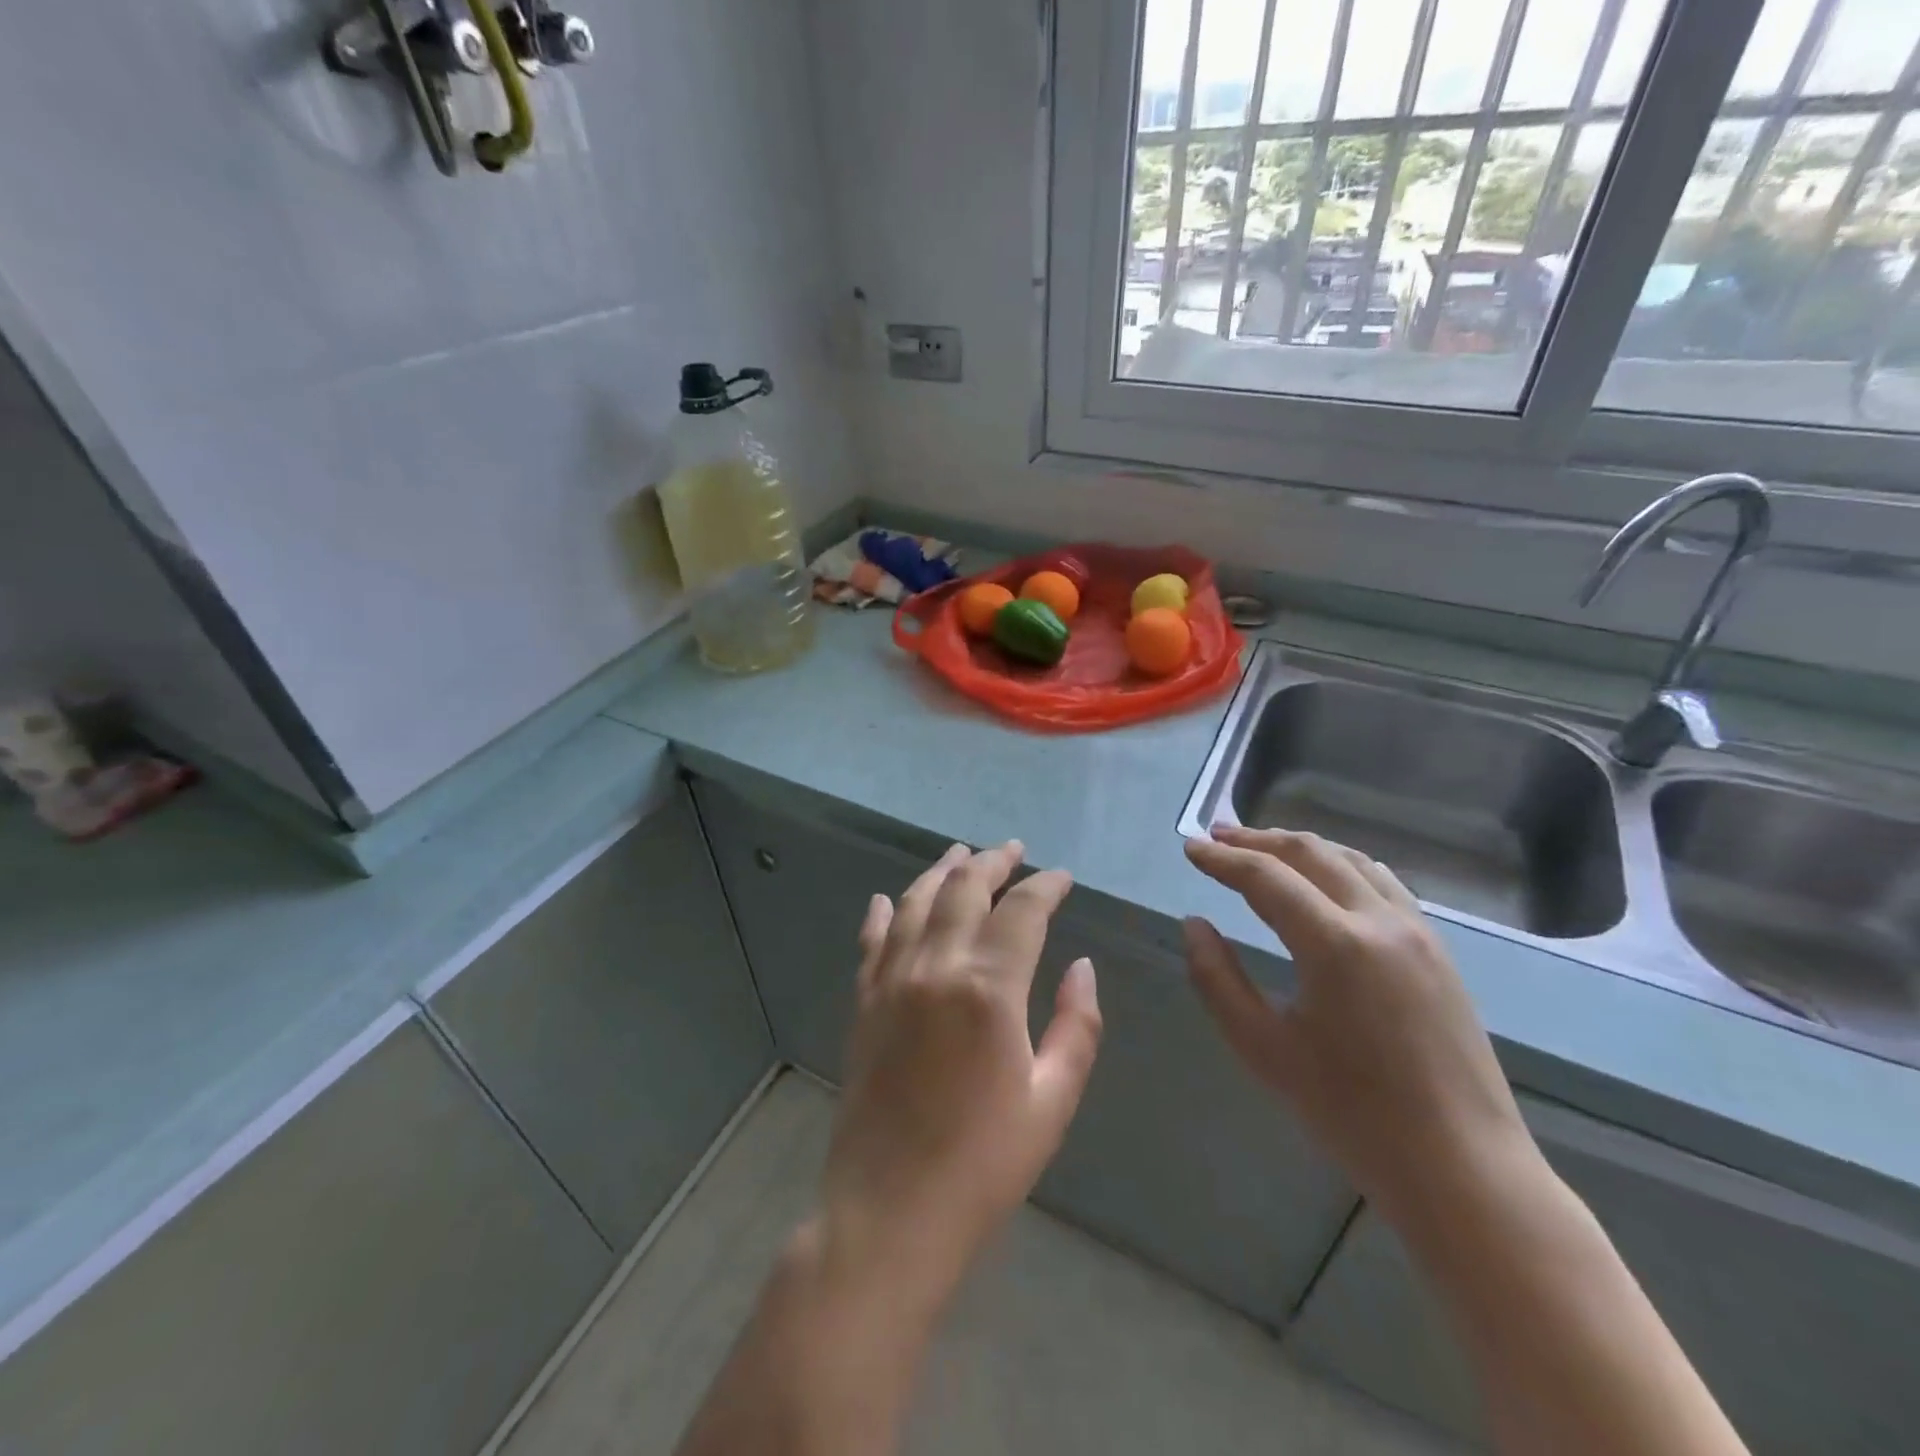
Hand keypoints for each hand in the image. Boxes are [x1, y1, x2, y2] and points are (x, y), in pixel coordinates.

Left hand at [817, 841, 1102, 1301]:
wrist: (890, 1211)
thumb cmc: (984, 1163)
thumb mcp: (1052, 1100)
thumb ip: (1075, 1026)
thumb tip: (1082, 966)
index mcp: (988, 988)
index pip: (1022, 911)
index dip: (1046, 886)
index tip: (1062, 878)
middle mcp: (935, 967)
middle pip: (964, 889)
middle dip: (993, 863)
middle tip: (1014, 850)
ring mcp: (891, 981)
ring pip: (915, 903)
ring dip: (941, 871)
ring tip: (961, 853)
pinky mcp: (863, 1003)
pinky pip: (872, 940)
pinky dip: (883, 913)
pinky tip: (885, 899)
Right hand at [1183, 826, 1536, 1230]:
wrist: (1462, 1168)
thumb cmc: (1352, 1114)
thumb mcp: (1264, 1049)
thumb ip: (1218, 979)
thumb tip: (1194, 924)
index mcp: (1335, 945)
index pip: (1265, 877)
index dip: (1222, 859)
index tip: (1190, 848)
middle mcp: (1380, 921)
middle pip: (1311, 853)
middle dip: (1258, 840)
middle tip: (1217, 836)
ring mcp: (1417, 932)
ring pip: (1351, 860)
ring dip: (1301, 847)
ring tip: (1263, 847)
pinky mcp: (1437, 950)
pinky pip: (1382, 883)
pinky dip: (1340, 865)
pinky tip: (1324, 879)